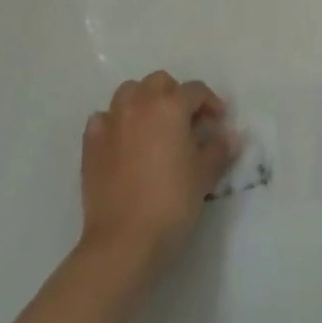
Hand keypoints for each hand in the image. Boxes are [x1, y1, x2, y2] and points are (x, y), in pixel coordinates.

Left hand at [79, 71, 239, 274]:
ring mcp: (111, 122)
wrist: (124, 240)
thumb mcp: (205, 174)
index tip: (218, 123)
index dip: (211, 103)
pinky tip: (124, 142)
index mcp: (170, 105)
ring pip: (129, 93)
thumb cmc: (172, 201)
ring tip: (154, 127)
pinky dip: (116, 123)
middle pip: (159, 82)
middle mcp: (139, 104)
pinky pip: (104, 119)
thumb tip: (230, 138)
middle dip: (175, 95)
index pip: (196, 91)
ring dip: (144, 102)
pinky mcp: (90, 144)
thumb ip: (219, 149)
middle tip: (186, 122)